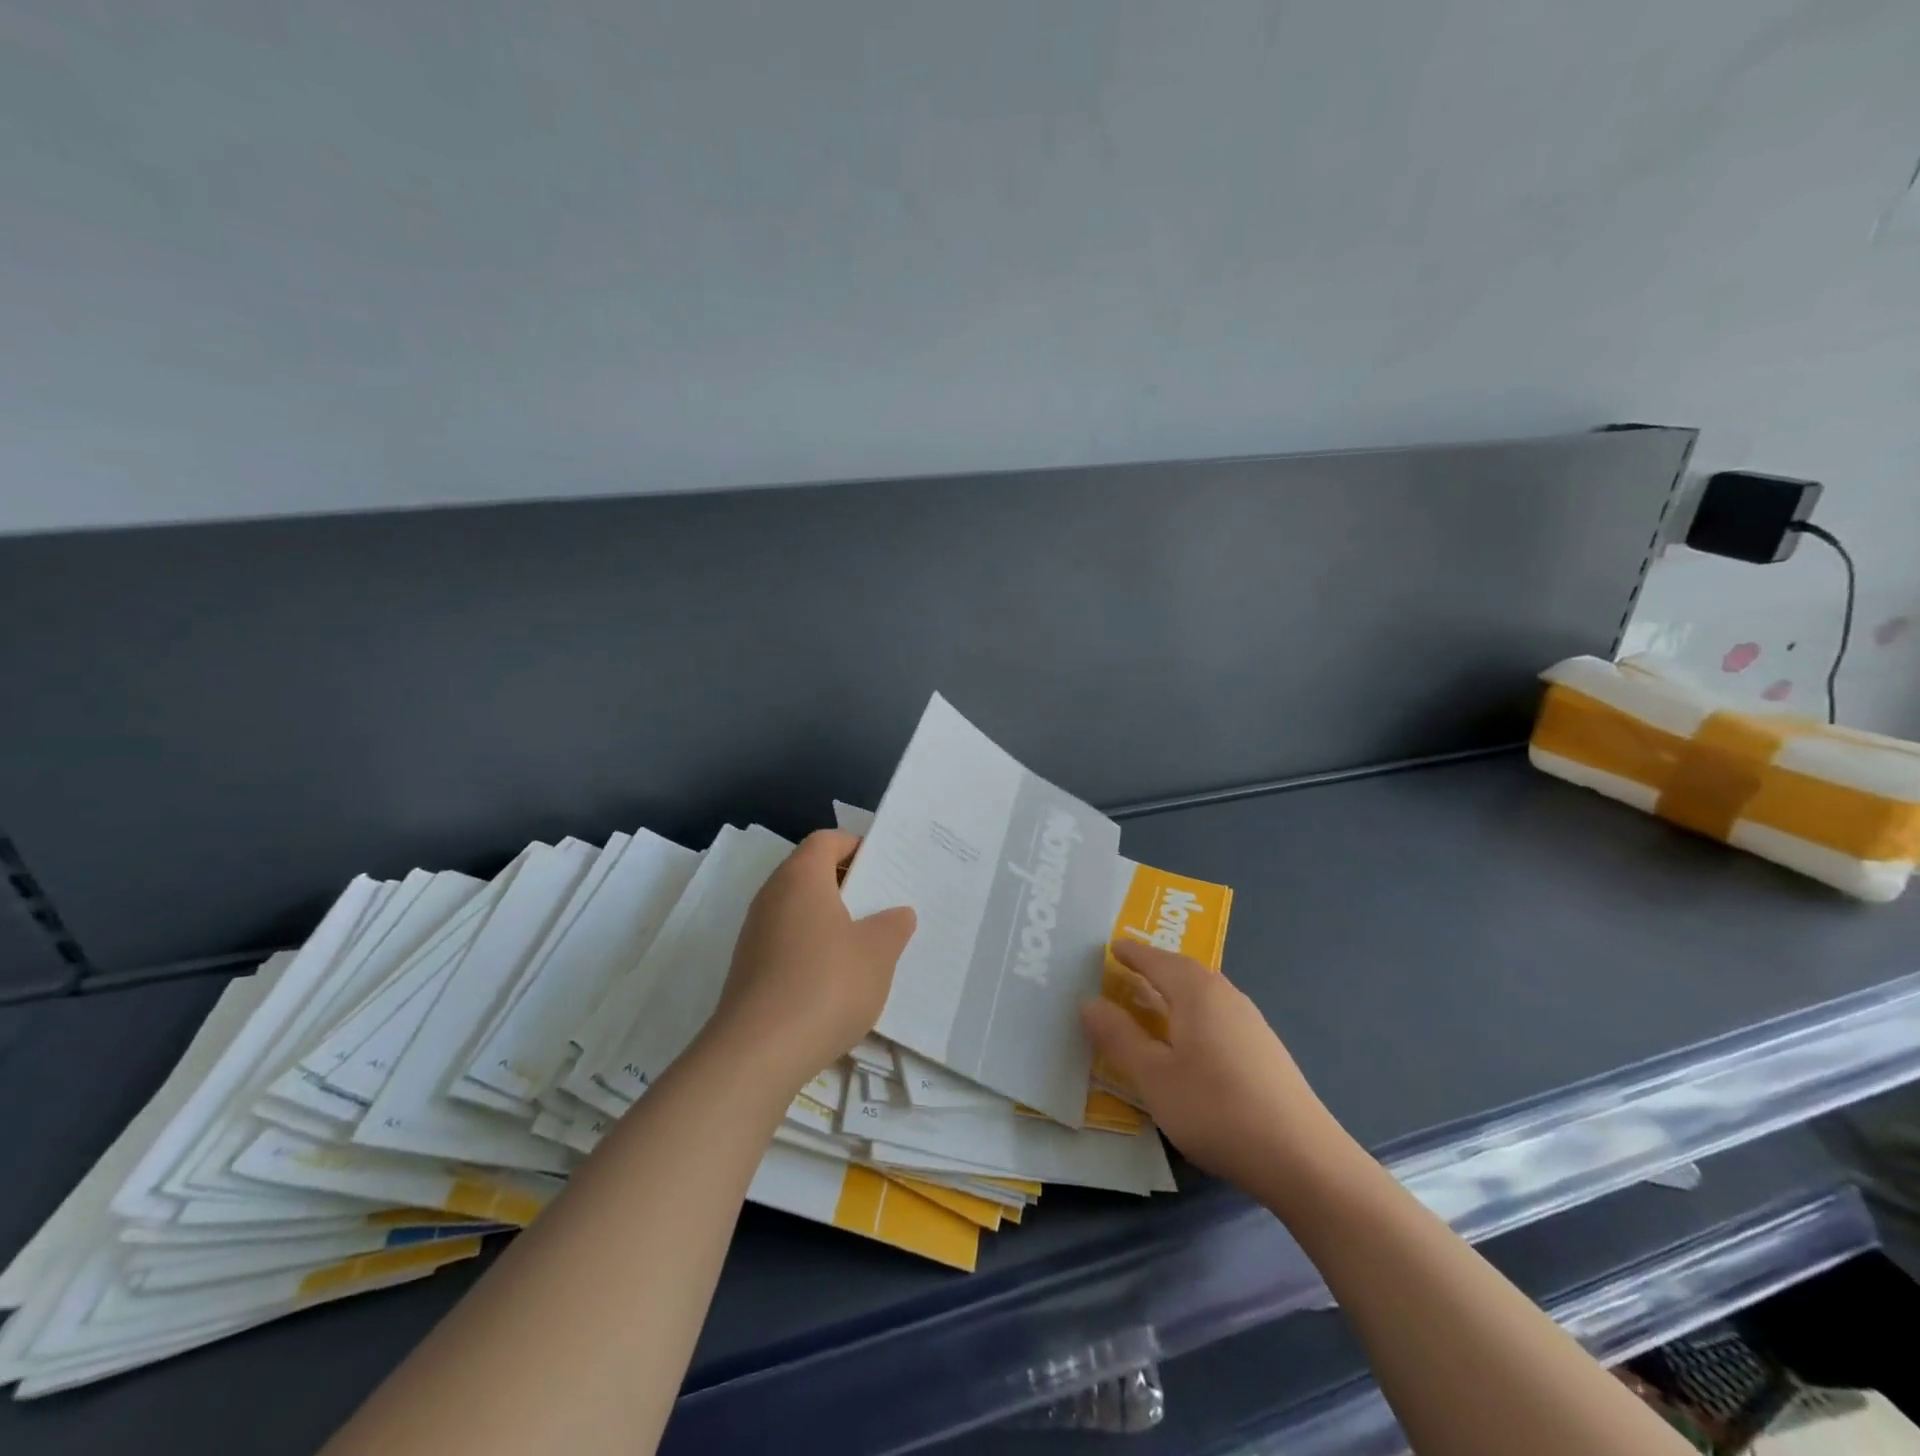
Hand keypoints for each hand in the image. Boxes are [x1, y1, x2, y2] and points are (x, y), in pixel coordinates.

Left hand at [710, 830, 916, 1091]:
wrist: (758, 1052)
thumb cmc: (826, 984)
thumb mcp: (877, 953)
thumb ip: (893, 926)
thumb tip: (897, 914)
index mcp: (801, 877)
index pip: (827, 840)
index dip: (856, 845)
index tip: (886, 866)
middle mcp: (772, 896)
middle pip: (811, 872)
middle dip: (849, 884)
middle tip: (885, 903)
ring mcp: (756, 933)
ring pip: (800, 910)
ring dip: (832, 919)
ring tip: (868, 943)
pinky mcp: (750, 968)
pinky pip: (788, 941)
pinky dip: (814, 947)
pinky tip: (839, 978)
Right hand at [1081, 940, 1345, 1191]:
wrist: (1302, 1158)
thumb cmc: (1216, 1109)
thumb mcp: (1153, 1077)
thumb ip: (1119, 1038)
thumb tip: (1089, 1002)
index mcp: (1196, 993)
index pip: (1157, 960)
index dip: (1132, 953)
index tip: (1112, 946)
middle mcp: (1226, 996)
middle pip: (1185, 970)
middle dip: (1156, 966)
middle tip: (1129, 969)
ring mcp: (1251, 1023)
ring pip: (1205, 993)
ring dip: (1177, 990)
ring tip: (1155, 1001)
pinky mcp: (1265, 1050)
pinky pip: (1219, 1014)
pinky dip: (1195, 1012)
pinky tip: (1191, 1040)